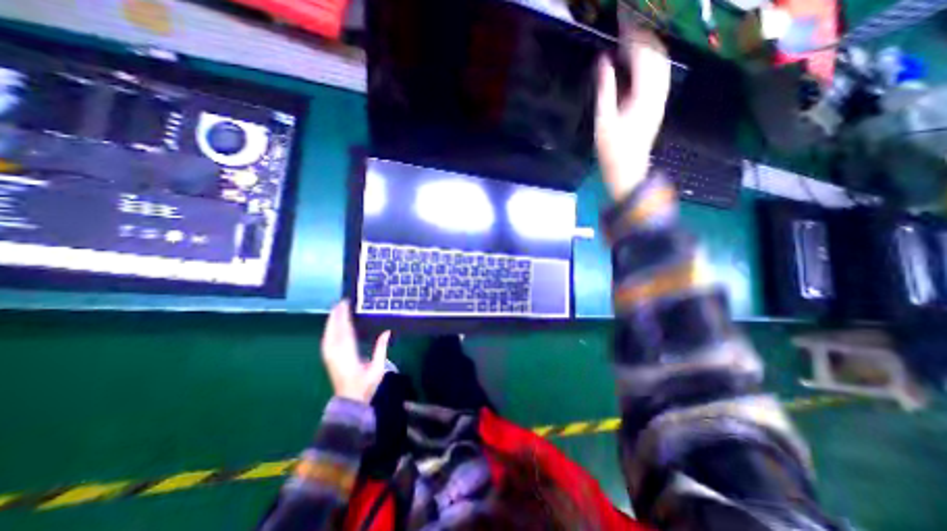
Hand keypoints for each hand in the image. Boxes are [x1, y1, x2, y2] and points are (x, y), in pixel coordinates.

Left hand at [319, 299, 390, 401]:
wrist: (349, 401)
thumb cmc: (365, 385)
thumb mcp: (378, 368)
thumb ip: (381, 348)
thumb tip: (387, 331)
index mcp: (347, 353)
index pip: (344, 330)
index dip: (344, 316)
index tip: (346, 304)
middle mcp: (335, 353)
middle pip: (334, 329)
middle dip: (336, 314)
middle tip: (341, 301)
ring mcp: (329, 356)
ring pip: (328, 333)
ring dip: (331, 320)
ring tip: (336, 309)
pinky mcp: (328, 358)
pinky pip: (326, 339)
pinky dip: (329, 329)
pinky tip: (331, 324)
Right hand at [593, 27, 667, 198]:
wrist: (628, 171)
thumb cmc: (612, 151)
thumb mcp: (603, 121)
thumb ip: (605, 89)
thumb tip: (603, 59)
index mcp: (645, 95)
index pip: (643, 53)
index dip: (633, 31)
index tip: (621, 14)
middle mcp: (659, 91)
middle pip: (657, 51)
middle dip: (643, 31)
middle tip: (625, 17)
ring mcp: (660, 97)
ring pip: (660, 59)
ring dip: (648, 42)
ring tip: (631, 31)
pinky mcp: (657, 102)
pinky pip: (658, 71)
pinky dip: (649, 57)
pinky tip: (637, 55)